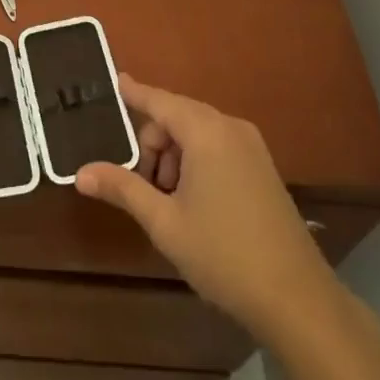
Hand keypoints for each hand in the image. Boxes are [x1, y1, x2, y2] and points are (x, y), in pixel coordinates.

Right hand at [76, 75, 333, 340]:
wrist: (297, 299)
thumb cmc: (223, 254)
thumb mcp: (164, 222)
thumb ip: (123, 188)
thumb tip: (81, 173)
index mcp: (206, 132)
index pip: (159, 101)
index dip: (134, 92)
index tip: (114, 79)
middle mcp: (230, 128)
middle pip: (176, 117)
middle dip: (153, 146)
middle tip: (146, 190)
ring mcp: (252, 147)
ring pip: (197, 134)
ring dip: (175, 158)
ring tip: (171, 205)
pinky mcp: (263, 168)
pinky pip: (217, 147)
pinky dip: (197, 163)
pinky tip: (195, 204)